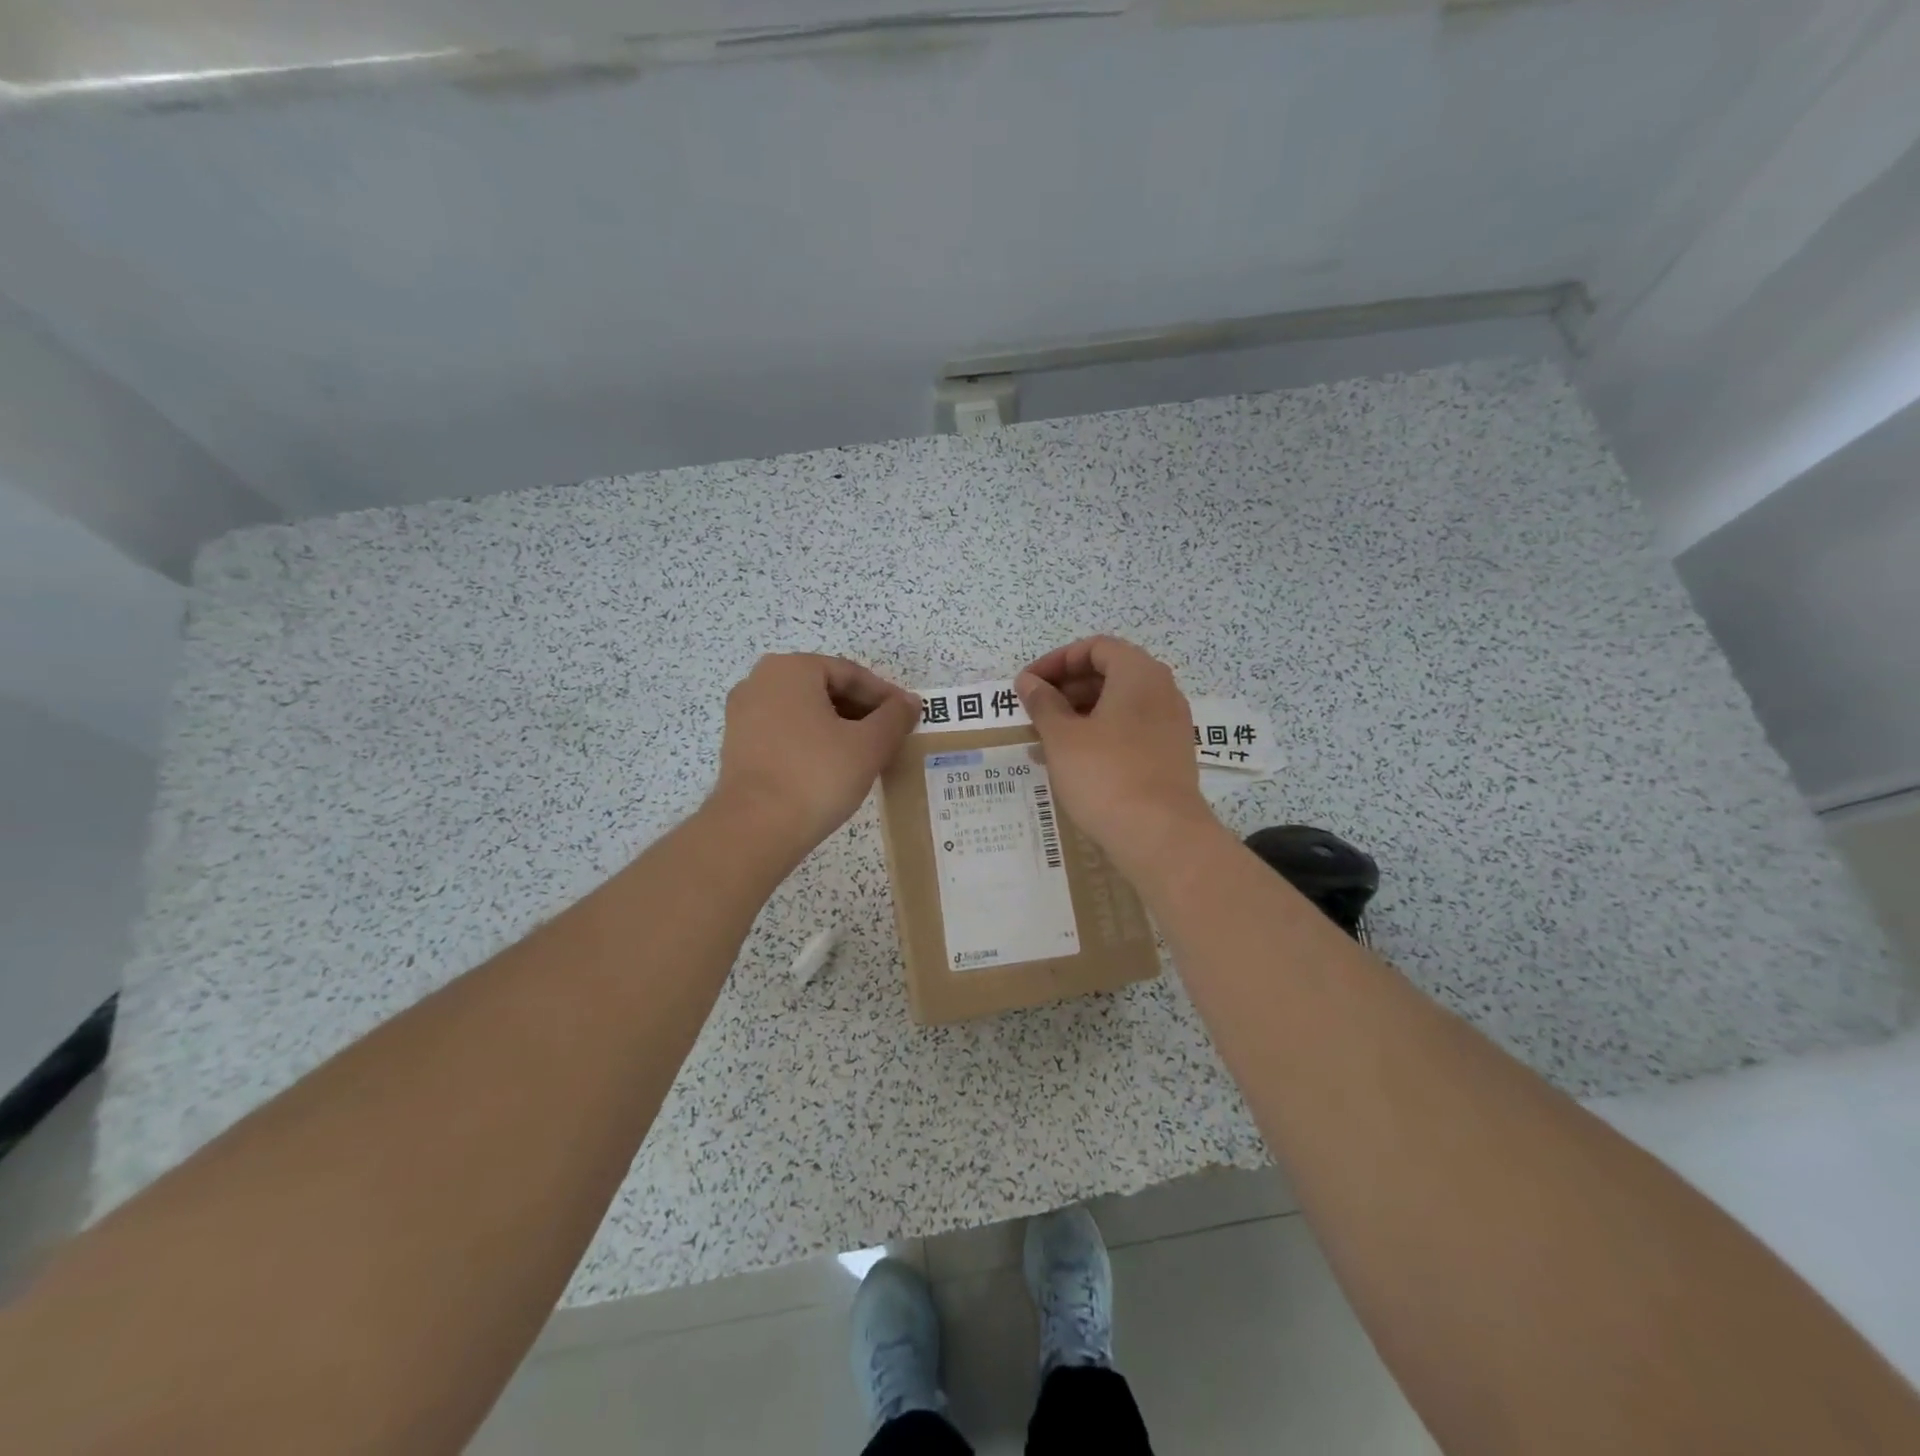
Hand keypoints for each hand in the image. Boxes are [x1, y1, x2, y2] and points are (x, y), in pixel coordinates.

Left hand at [709, 654, 919, 854]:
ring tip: (866, 754)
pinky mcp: (737, 745)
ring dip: (838, 727)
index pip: (851, 674)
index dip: (885, 696)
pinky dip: (812, 742)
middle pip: (825, 689)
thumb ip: (894, 717)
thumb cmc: (817, 775)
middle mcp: (761, 681)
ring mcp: (743, 713)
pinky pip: (785, 732)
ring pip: (805, 712)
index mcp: (791, 669)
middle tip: (890, 737)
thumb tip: (910, 702)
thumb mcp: (869, 745)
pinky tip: (833, 767)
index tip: (908, 718)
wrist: (755, 828)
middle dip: (861, 711)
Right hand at [1017, 636, 1217, 881]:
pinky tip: (1074, 761)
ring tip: (1046, 738)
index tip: (1028, 684)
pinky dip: (1100, 734)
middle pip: (1109, 673)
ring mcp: (1171, 724)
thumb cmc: (1105, 775)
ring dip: (1080, 713)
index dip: (1057, 660)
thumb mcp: (1062, 737)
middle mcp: (1162, 691)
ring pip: (1119, 704)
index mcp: (1138, 674)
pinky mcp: (1171, 755)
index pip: (1095, 647)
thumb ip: (1042, 703)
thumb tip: (1028, 682)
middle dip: (1067, 687)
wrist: (1160, 835)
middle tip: (1034, 710)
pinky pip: (1131, 730)